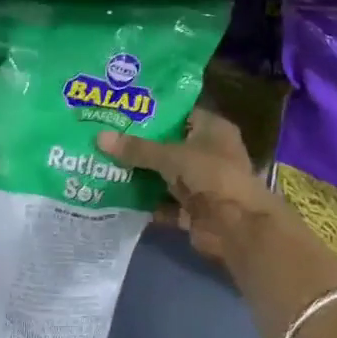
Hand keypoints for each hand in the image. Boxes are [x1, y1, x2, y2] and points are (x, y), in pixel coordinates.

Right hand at [96, 110, 283, 274]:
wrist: (237, 226)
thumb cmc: (210, 175)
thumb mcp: (170, 155)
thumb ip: (137, 149)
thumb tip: (99, 137)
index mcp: (213, 129)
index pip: (181, 113)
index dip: (155, 112)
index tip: (124, 110)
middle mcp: (210, 153)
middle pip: (171, 145)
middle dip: (142, 145)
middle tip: (107, 137)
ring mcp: (203, 183)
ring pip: (167, 175)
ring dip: (143, 175)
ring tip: (106, 164)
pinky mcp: (195, 210)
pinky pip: (166, 203)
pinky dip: (147, 203)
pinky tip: (119, 197)